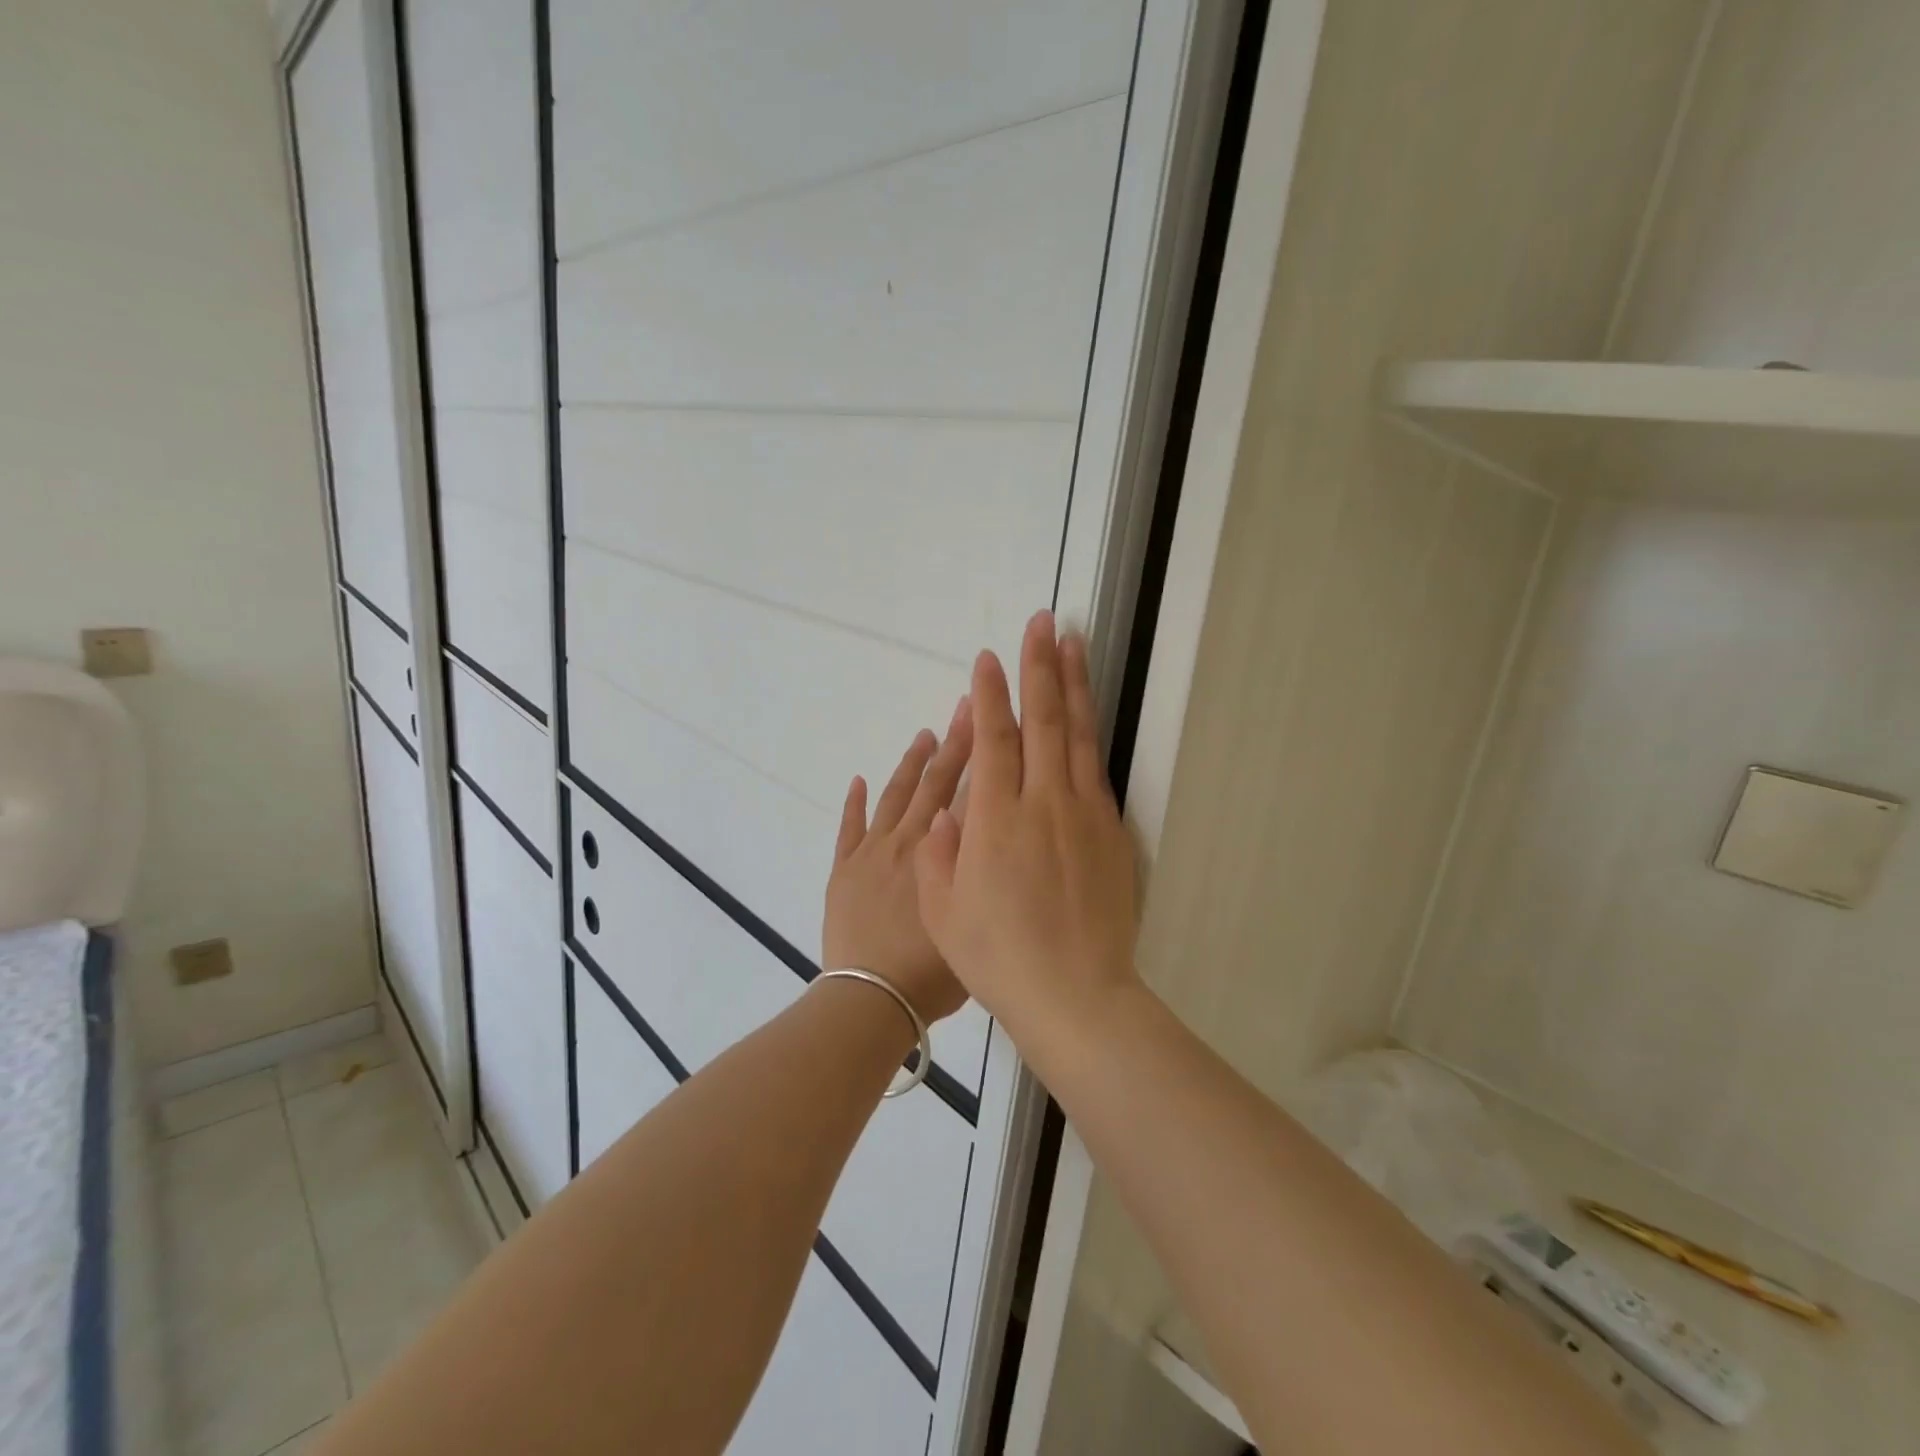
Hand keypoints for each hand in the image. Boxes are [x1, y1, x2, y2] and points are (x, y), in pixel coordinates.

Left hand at [822, 696, 973, 1023]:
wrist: (872, 997)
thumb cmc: (932, 972)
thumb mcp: (973, 917)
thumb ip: (980, 869)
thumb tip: (991, 828)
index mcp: (941, 854)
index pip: (967, 792)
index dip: (980, 754)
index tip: (990, 720)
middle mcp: (908, 841)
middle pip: (934, 783)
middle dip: (953, 744)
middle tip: (966, 707)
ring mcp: (872, 853)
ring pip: (894, 796)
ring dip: (910, 763)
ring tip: (925, 734)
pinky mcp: (844, 870)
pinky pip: (849, 828)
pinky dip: (853, 803)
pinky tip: (858, 779)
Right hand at [913, 611, 1141, 1050]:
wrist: (1076, 995)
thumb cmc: (998, 956)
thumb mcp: (943, 912)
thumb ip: (938, 853)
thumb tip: (945, 811)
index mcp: (996, 820)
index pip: (994, 740)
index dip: (991, 695)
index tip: (989, 658)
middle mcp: (1043, 803)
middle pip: (1042, 721)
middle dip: (1039, 667)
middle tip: (1042, 623)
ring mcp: (1084, 814)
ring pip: (1076, 736)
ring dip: (1073, 686)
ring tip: (1073, 644)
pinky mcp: (1111, 832)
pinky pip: (1095, 770)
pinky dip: (1088, 734)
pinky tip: (1085, 716)